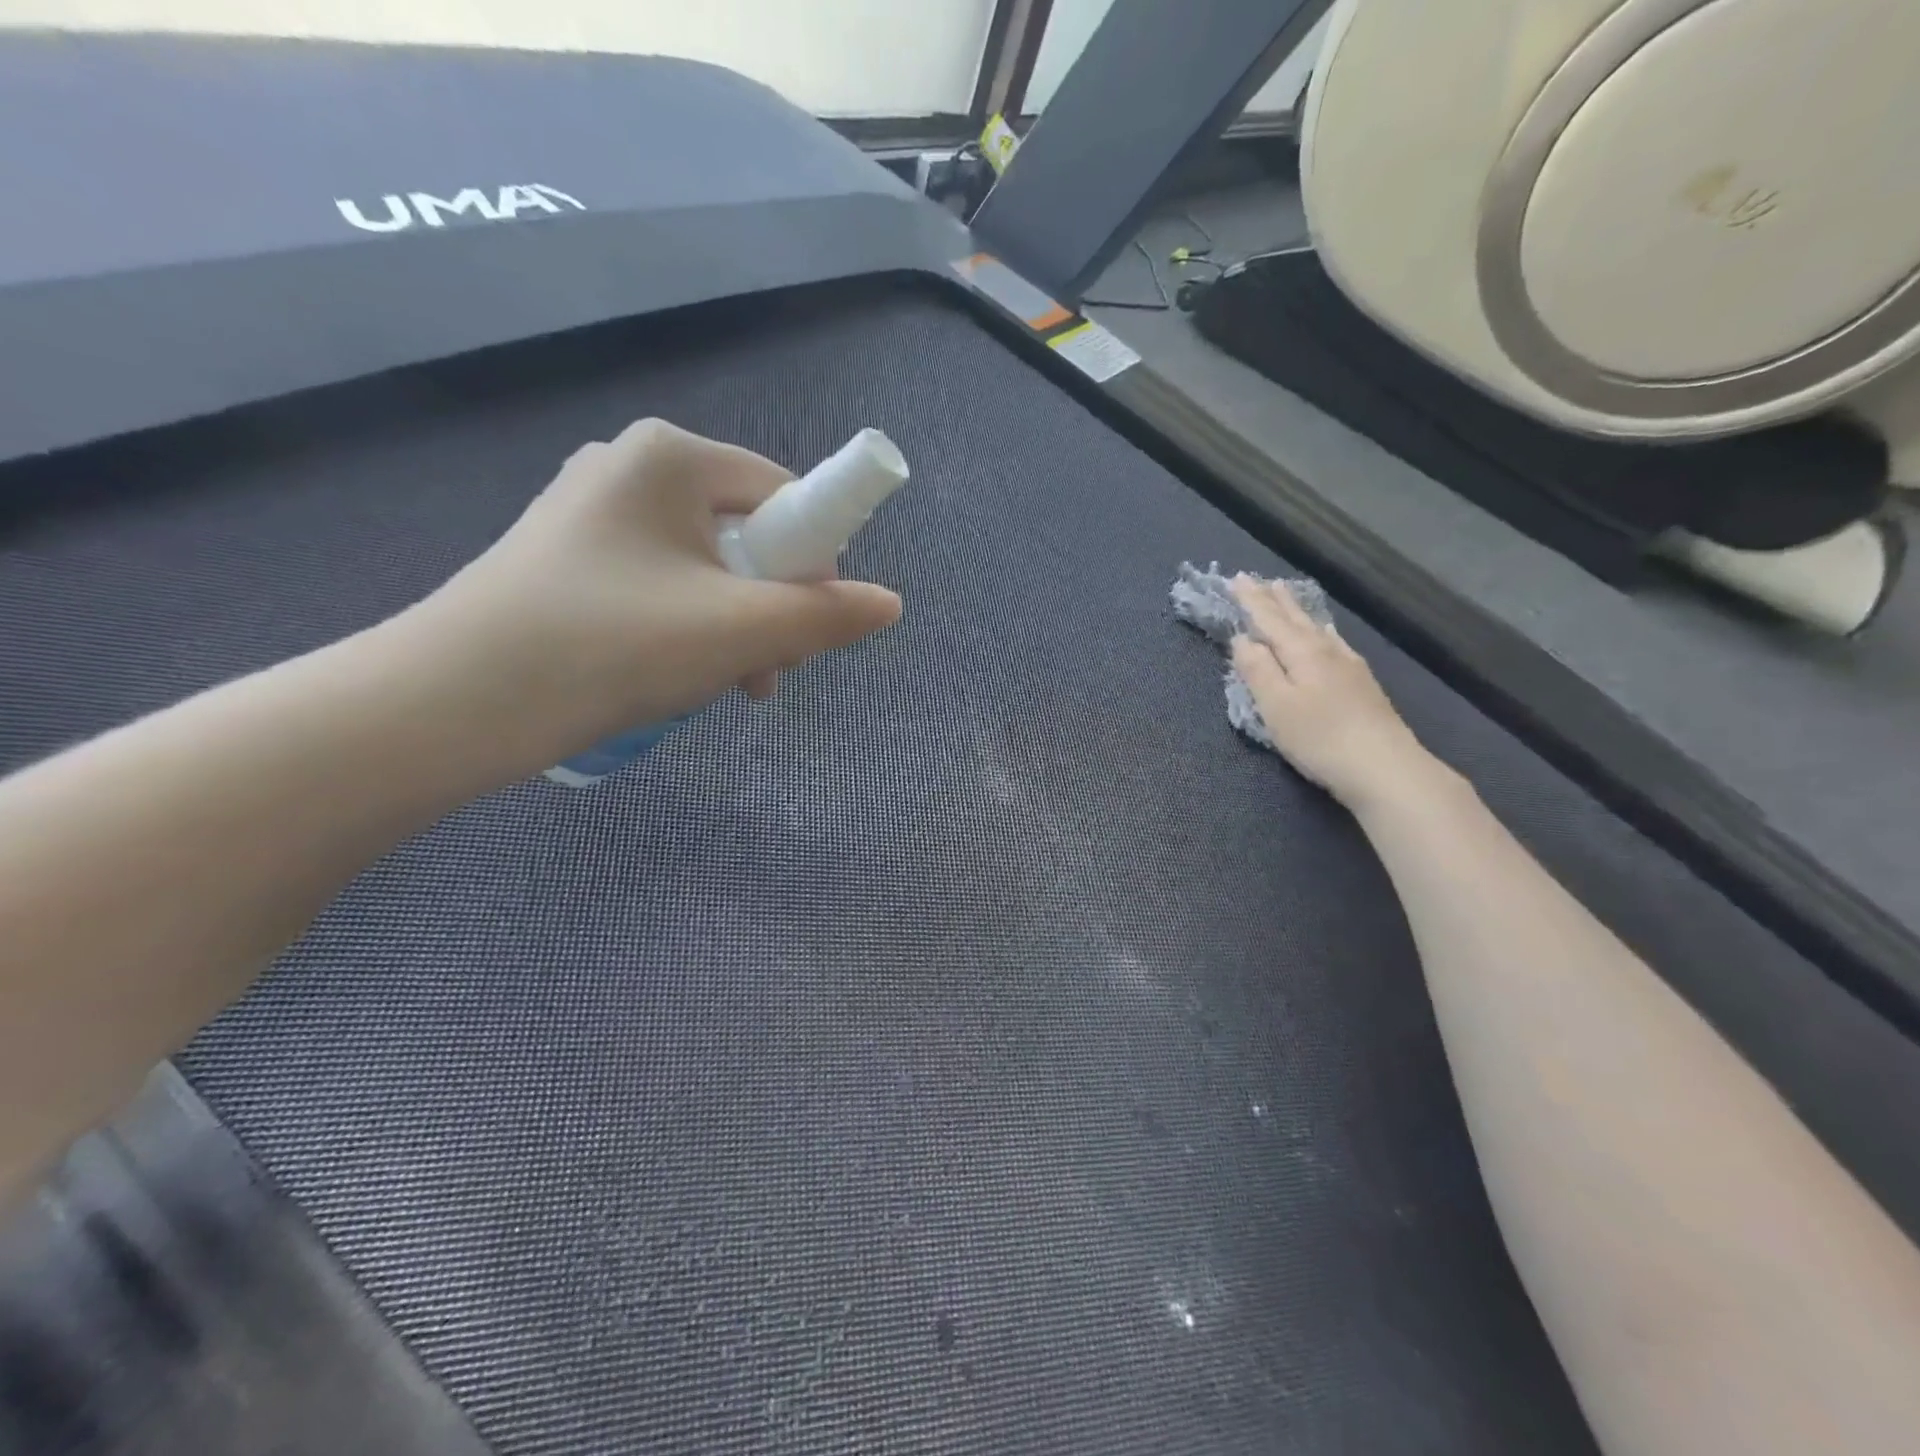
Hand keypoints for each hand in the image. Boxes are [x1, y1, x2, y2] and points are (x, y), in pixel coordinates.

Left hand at [409, 418, 902, 767]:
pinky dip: (686, 628)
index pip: (785, 495)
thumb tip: (890, 604)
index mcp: (672, 458)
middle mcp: (631, 467)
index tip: (806, 627)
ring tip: (725, 685)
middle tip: (765, 668)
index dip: (813, 563)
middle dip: (770, 606)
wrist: (452, 704)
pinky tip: (676, 676)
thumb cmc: (611, 647)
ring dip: (734, 627)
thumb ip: (827, 615)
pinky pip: (661, 585)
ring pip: (705, 568)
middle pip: (747, 534)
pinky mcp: (568, 559)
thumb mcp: (740, 632)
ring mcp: (592, 512)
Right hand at [1229, 576, 1444, 812]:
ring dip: (1297, 610)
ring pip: (1316, 628)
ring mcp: (1348, 666)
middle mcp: (1326, 651)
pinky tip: (1325, 633)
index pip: (1269, 620)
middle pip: (1295, 619)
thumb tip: (1242, 639)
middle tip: (1259, 579)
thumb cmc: (1319, 738)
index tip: (1236, 579)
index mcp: (1301, 653)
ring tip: (1286, 595)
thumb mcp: (1276, 706)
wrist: (1384, 767)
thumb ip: (1257, 670)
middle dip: (1273, 600)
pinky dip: (1321, 630)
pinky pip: (1333, 642)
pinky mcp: (1362, 683)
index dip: (1251, 601)